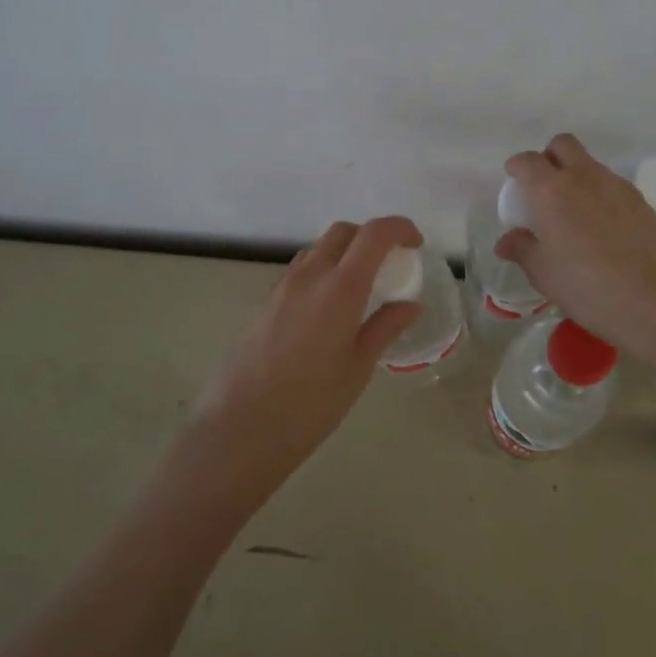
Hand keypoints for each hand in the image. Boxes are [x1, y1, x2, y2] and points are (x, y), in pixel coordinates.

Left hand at [187, 215, 423, 493]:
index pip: (373, 234)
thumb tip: (411, 304)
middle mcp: (310, 275)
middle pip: (343, 231)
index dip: (399, 228)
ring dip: (345, 252)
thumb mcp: (358, 367)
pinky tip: (329, 307)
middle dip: (371, 236)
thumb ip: (385, 327)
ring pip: (319, 248)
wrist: (240, 428)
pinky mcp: (265, 301)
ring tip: (361, 287)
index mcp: (340, 288)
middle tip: (391, 263)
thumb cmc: (310, 404)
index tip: (416, 244)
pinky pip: (301, 269)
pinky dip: (323, 270)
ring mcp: (283, 286)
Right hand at [495, 135, 655, 366]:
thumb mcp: (545, 274)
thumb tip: (506, 241)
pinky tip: (602, 228)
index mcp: (551, 190)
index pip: (527, 161)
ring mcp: (617, 186)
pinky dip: (601, 195)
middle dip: (549, 157)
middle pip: (563, 145)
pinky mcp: (643, 201)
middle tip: (544, 188)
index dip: (517, 168)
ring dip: (577, 176)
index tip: (514, 183)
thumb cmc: (589, 287)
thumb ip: (523, 250)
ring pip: (590, 164)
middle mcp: (584, 177)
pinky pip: (613, 186)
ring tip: (574, 214)